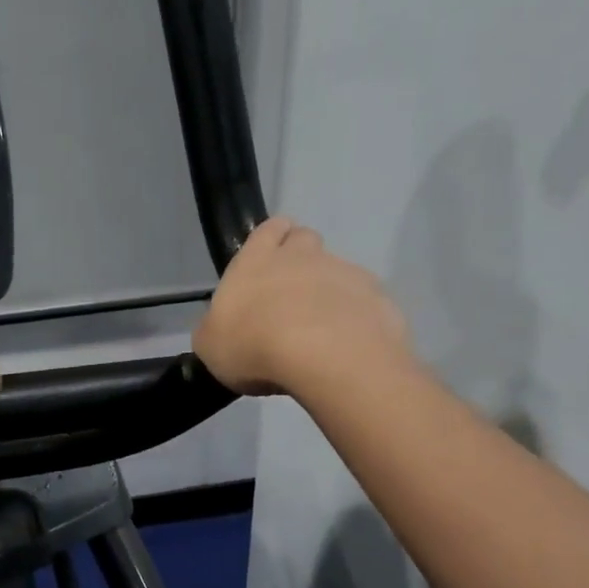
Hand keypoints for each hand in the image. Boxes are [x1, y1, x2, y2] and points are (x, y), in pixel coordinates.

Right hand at [193, 217, 412, 395]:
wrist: (325, 359)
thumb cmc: (253, 345)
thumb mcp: (211, 345)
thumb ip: (217, 328)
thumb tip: (224, 328)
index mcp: (256, 260)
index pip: (268, 228)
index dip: (270, 239)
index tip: (268, 261)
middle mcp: (302, 256)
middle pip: (306, 240)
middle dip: (301, 259)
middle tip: (290, 297)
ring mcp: (345, 274)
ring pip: (338, 271)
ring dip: (329, 293)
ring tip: (320, 333)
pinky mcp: (377, 299)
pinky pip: (365, 302)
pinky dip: (356, 318)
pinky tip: (346, 348)